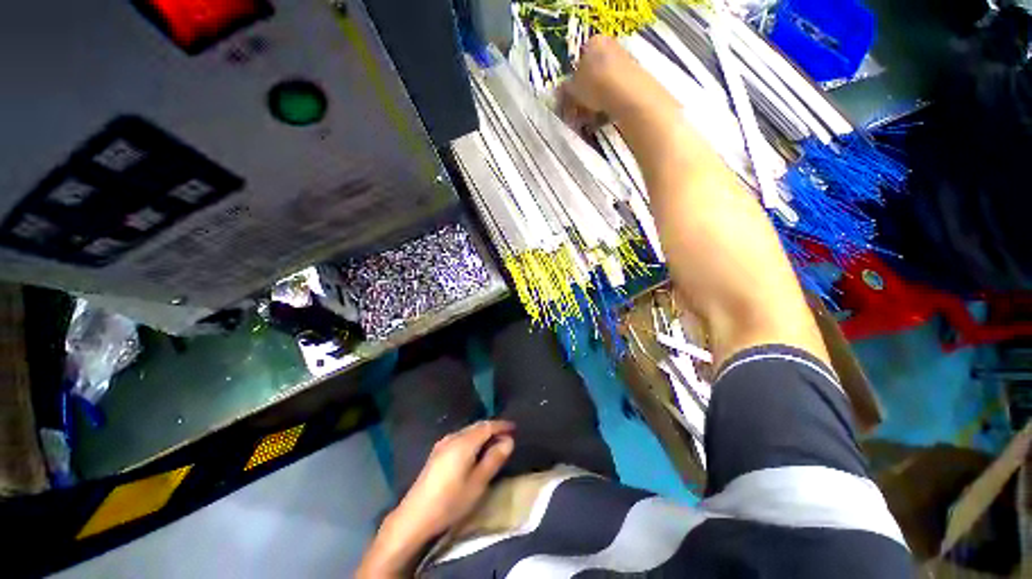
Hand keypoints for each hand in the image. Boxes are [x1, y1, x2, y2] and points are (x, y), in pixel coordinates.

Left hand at [394, 420, 514, 538]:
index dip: (502, 426)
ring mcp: (442, 444)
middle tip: (507, 436)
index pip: (487, 426)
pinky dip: (472, 440)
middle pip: (477, 426)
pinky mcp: (436, 453)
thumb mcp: (478, 483)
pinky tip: (475, 451)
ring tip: (494, 444)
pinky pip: (460, 438)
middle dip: (492, 429)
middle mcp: (453, 437)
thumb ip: (494, 459)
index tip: (514, 428)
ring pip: (468, 432)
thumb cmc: (451, 501)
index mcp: (464, 442)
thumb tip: (509, 441)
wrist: (415, 517)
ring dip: (482, 434)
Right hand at [559, 35, 678, 128]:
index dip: (570, 86)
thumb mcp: (573, 90)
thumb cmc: (596, 85)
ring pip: (602, 88)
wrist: (629, 95)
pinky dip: (606, 108)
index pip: (577, 63)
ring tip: (587, 123)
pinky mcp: (634, 80)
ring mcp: (624, 63)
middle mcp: (610, 47)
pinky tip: (600, 121)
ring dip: (592, 106)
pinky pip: (614, 95)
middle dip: (581, 99)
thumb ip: (565, 91)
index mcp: (593, 43)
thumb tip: (559, 93)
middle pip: (591, 77)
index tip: (566, 103)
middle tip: (575, 116)